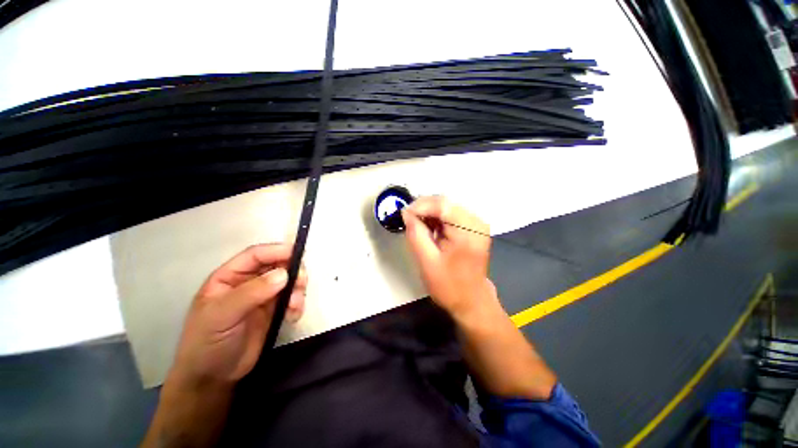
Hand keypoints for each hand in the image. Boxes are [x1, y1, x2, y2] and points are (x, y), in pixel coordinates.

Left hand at [170, 243, 306, 386]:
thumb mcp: (222, 315)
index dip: (276, 251)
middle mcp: (248, 282)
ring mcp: (263, 297)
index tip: (297, 253)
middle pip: (277, 265)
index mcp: (229, 277)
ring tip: (295, 304)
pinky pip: (292, 299)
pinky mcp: (274, 311)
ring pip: (288, 281)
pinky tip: (293, 315)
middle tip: (302, 280)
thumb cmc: (207, 342)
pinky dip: (297, 304)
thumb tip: (284, 274)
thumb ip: (252, 292)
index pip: (256, 255)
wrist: (213, 378)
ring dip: (297, 289)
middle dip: (292, 270)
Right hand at [402, 196, 496, 317]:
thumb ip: (416, 234)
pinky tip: (429, 229)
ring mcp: (477, 223)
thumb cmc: (449, 286)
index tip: (404, 214)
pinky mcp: (473, 227)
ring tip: (417, 226)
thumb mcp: (427, 262)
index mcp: (468, 231)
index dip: (420, 205)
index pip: (442, 205)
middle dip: (424, 208)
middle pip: (445, 203)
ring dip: (429, 213)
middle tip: (408, 220)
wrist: (471, 301)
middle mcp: (477, 222)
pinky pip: (451, 214)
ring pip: (447, 206)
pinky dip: (437, 218)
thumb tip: (406, 212)